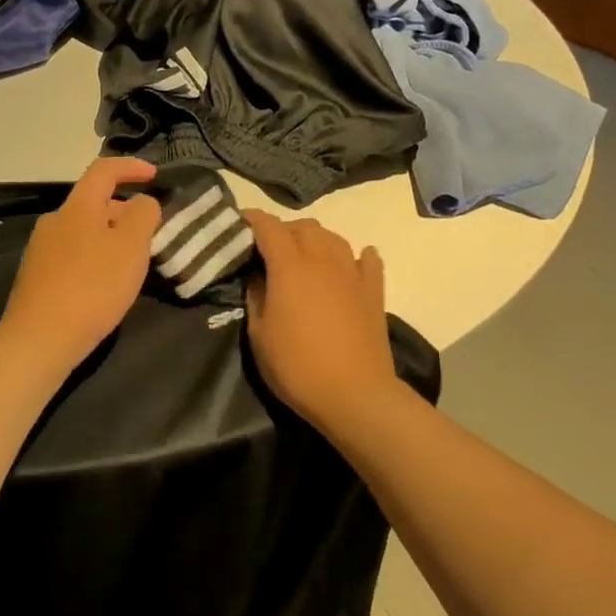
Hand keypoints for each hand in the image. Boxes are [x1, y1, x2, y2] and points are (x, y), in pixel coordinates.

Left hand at [0, 157, 161, 372]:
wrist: (39, 339)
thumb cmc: (93, 287)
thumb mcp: (132, 247)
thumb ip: (143, 215)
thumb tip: (142, 202)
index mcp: (78, 206)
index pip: (104, 170)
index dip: (131, 167)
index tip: (154, 177)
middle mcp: (55, 220)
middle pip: (94, 202)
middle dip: (124, 210)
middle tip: (149, 233)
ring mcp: (41, 249)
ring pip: (83, 230)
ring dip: (109, 237)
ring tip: (130, 262)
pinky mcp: (36, 276)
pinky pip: (72, 254)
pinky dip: (93, 257)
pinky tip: (103, 285)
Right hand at [243, 212, 397, 427]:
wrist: (355, 395)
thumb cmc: (297, 368)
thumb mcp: (259, 336)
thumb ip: (256, 297)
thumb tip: (259, 276)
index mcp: (290, 267)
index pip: (269, 228)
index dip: (253, 220)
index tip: (241, 222)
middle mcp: (323, 260)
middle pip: (304, 227)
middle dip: (284, 230)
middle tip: (270, 249)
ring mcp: (352, 273)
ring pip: (333, 237)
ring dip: (315, 239)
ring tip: (305, 256)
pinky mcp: (374, 291)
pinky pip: (367, 260)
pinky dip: (356, 256)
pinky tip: (351, 263)